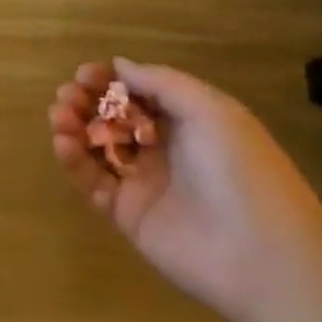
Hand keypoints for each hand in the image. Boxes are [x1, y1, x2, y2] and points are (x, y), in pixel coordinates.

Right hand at [48, 59, 321, 321]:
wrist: (262, 255)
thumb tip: (119, 65)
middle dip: (86, 101)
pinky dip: (73, 161)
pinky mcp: (126, 214)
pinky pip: (93, 181)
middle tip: (67, 96)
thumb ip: (160, 82)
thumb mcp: (209, 109)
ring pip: (97, 147)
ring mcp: (143, 182)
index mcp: (187, 122)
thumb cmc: (239, 169)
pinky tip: (64, 143)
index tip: (85, 74)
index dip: (110, 80)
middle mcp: (163, 148)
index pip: (137, 93)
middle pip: (112, 117)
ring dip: (73, 126)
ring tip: (59, 116)